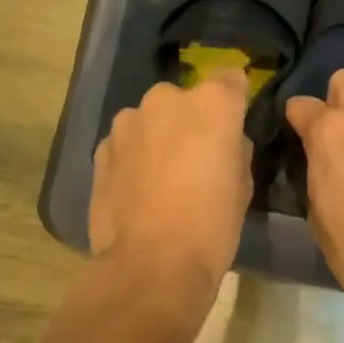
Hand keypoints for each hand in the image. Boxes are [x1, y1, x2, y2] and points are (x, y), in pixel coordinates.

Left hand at [90, 70, 252, 298]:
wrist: (151, 264)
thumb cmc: (212, 224)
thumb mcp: (243, 184)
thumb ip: (234, 148)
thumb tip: (225, 141)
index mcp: (211, 103)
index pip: (229, 78)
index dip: (234, 100)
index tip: (235, 123)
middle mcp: (166, 99)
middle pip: (185, 99)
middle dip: (191, 119)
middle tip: (196, 157)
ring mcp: (127, 122)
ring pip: (151, 119)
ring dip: (158, 136)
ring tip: (162, 177)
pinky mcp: (100, 148)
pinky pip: (126, 142)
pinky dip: (133, 156)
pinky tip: (137, 190)